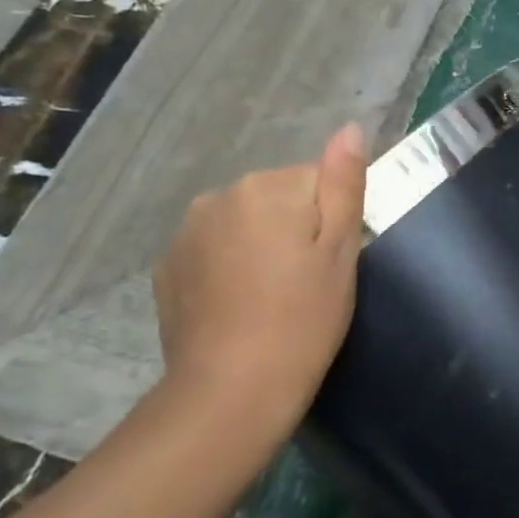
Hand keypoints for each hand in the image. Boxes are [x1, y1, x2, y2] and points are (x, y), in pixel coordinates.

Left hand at [152, 124, 366, 436]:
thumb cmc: (304, 318)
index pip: (318, 182)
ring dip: (261, 245)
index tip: (329, 264)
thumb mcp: (341, 250)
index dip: (332, 221)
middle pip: (278, 198)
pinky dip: (230, 266)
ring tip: (273, 297)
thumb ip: (344, 183)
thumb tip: (351, 128)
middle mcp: (220, 196)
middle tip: (307, 283)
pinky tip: (240, 305)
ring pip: (245, 223)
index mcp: (268, 188)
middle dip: (295, 228)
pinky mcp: (168, 267)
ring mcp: (186, 232)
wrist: (233, 389)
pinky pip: (214, 249)